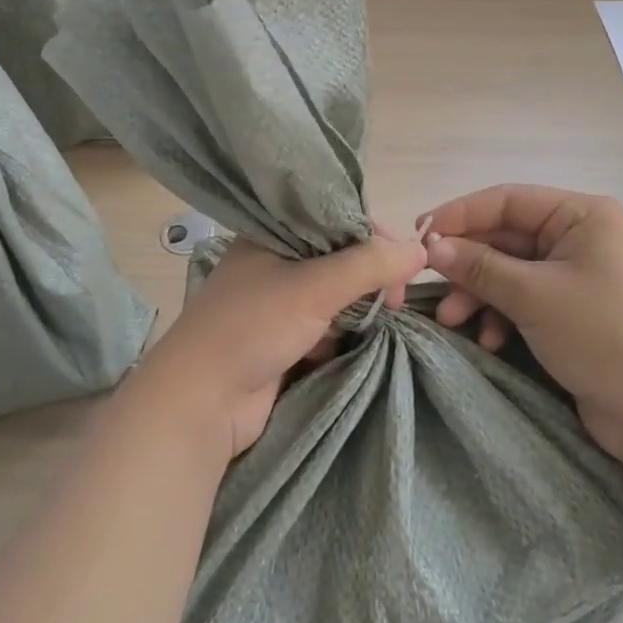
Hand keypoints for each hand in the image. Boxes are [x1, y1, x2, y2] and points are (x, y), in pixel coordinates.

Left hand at [130, 230, 426, 459]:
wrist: (201, 403)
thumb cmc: (252, 328)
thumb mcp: (313, 287)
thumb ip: (368, 266)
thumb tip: (421, 250)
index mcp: (272, 233)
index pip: (335, 219)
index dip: (372, 236)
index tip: (403, 262)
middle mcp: (274, 260)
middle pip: (339, 257)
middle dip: (371, 276)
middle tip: (394, 301)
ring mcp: (277, 302)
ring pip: (335, 293)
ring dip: (360, 307)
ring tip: (382, 320)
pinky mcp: (283, 339)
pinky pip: (326, 324)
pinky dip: (344, 331)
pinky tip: (357, 340)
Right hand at [418, 185, 622, 459]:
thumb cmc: (603, 336)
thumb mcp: (534, 296)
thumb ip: (479, 267)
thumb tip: (431, 246)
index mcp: (581, 215)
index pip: (507, 200)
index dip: (460, 214)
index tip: (420, 235)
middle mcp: (579, 236)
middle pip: (505, 237)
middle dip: (467, 264)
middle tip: (429, 283)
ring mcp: (576, 275)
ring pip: (509, 271)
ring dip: (478, 293)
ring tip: (451, 320)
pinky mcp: (572, 310)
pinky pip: (523, 299)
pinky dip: (500, 315)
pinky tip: (488, 339)